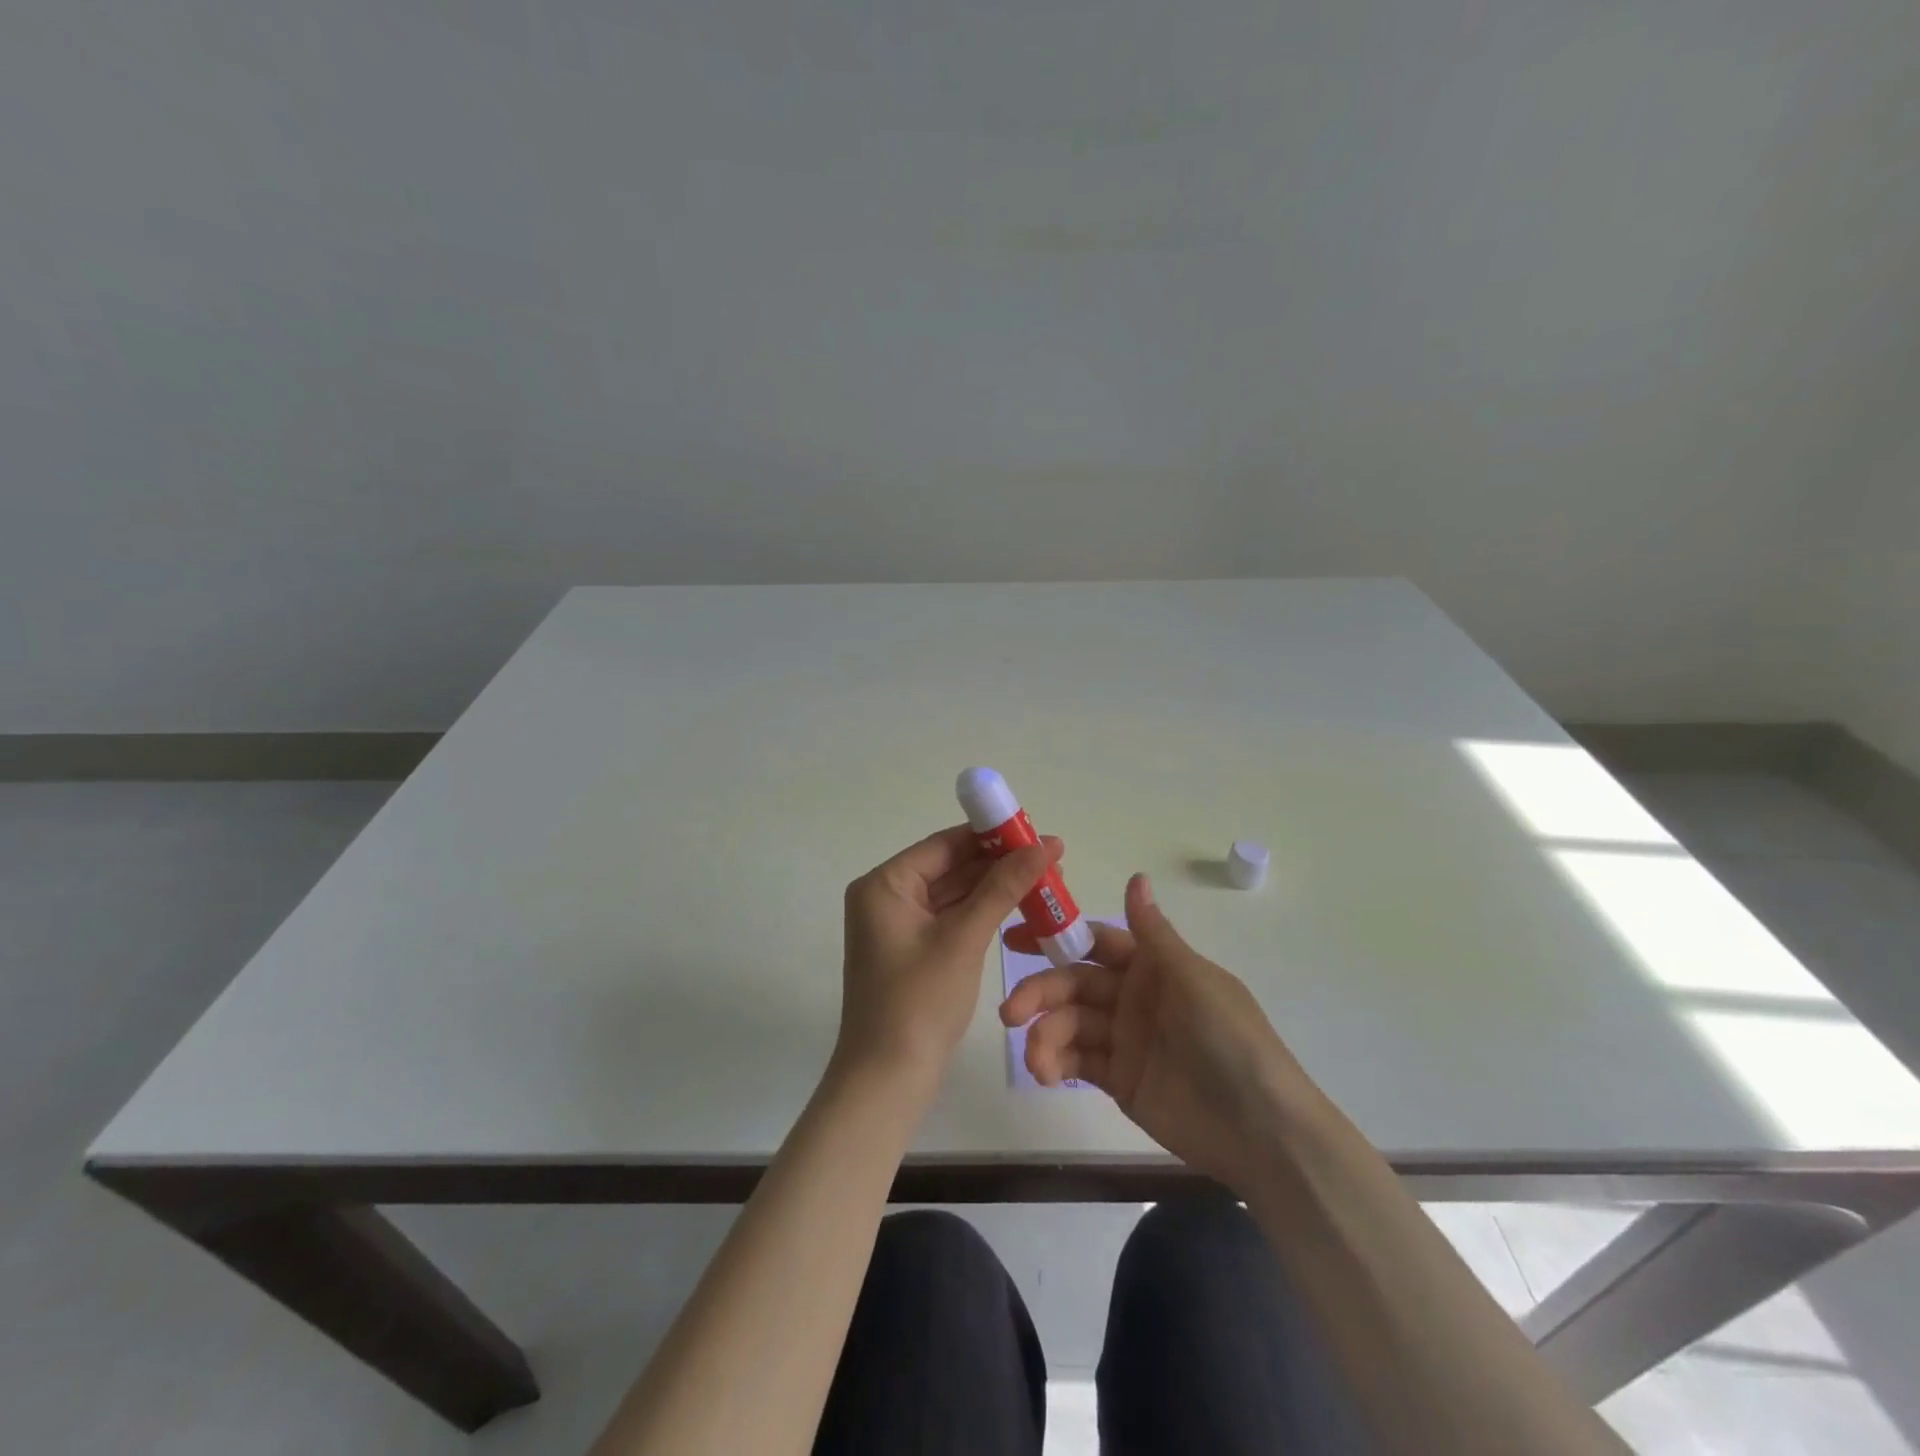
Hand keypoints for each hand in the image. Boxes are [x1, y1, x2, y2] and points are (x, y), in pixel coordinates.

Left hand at [837, 824, 1061, 1090]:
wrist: (888, 1079)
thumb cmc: (920, 1001)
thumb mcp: (964, 938)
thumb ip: (1004, 887)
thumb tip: (1045, 844)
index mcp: (885, 884)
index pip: (945, 845)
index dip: (992, 835)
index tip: (1036, 831)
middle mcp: (886, 897)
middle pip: (950, 866)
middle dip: (999, 863)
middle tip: (1051, 857)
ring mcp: (899, 925)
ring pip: (955, 893)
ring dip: (996, 888)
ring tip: (1046, 879)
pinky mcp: (914, 950)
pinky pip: (952, 918)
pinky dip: (983, 913)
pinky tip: (1020, 906)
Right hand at [1000, 873, 1316, 1189]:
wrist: (1261, 1129)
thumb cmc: (1229, 1039)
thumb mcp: (1191, 979)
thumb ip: (1153, 933)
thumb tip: (1136, 875)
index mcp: (1153, 967)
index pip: (1094, 943)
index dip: (1056, 937)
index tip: (1014, 937)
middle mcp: (1133, 997)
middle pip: (1074, 985)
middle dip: (1040, 993)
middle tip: (1010, 1012)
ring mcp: (1125, 1040)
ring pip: (1070, 1025)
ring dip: (1045, 1036)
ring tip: (1035, 1060)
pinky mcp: (1119, 1080)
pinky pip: (1078, 1063)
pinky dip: (1056, 1064)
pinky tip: (1046, 1074)